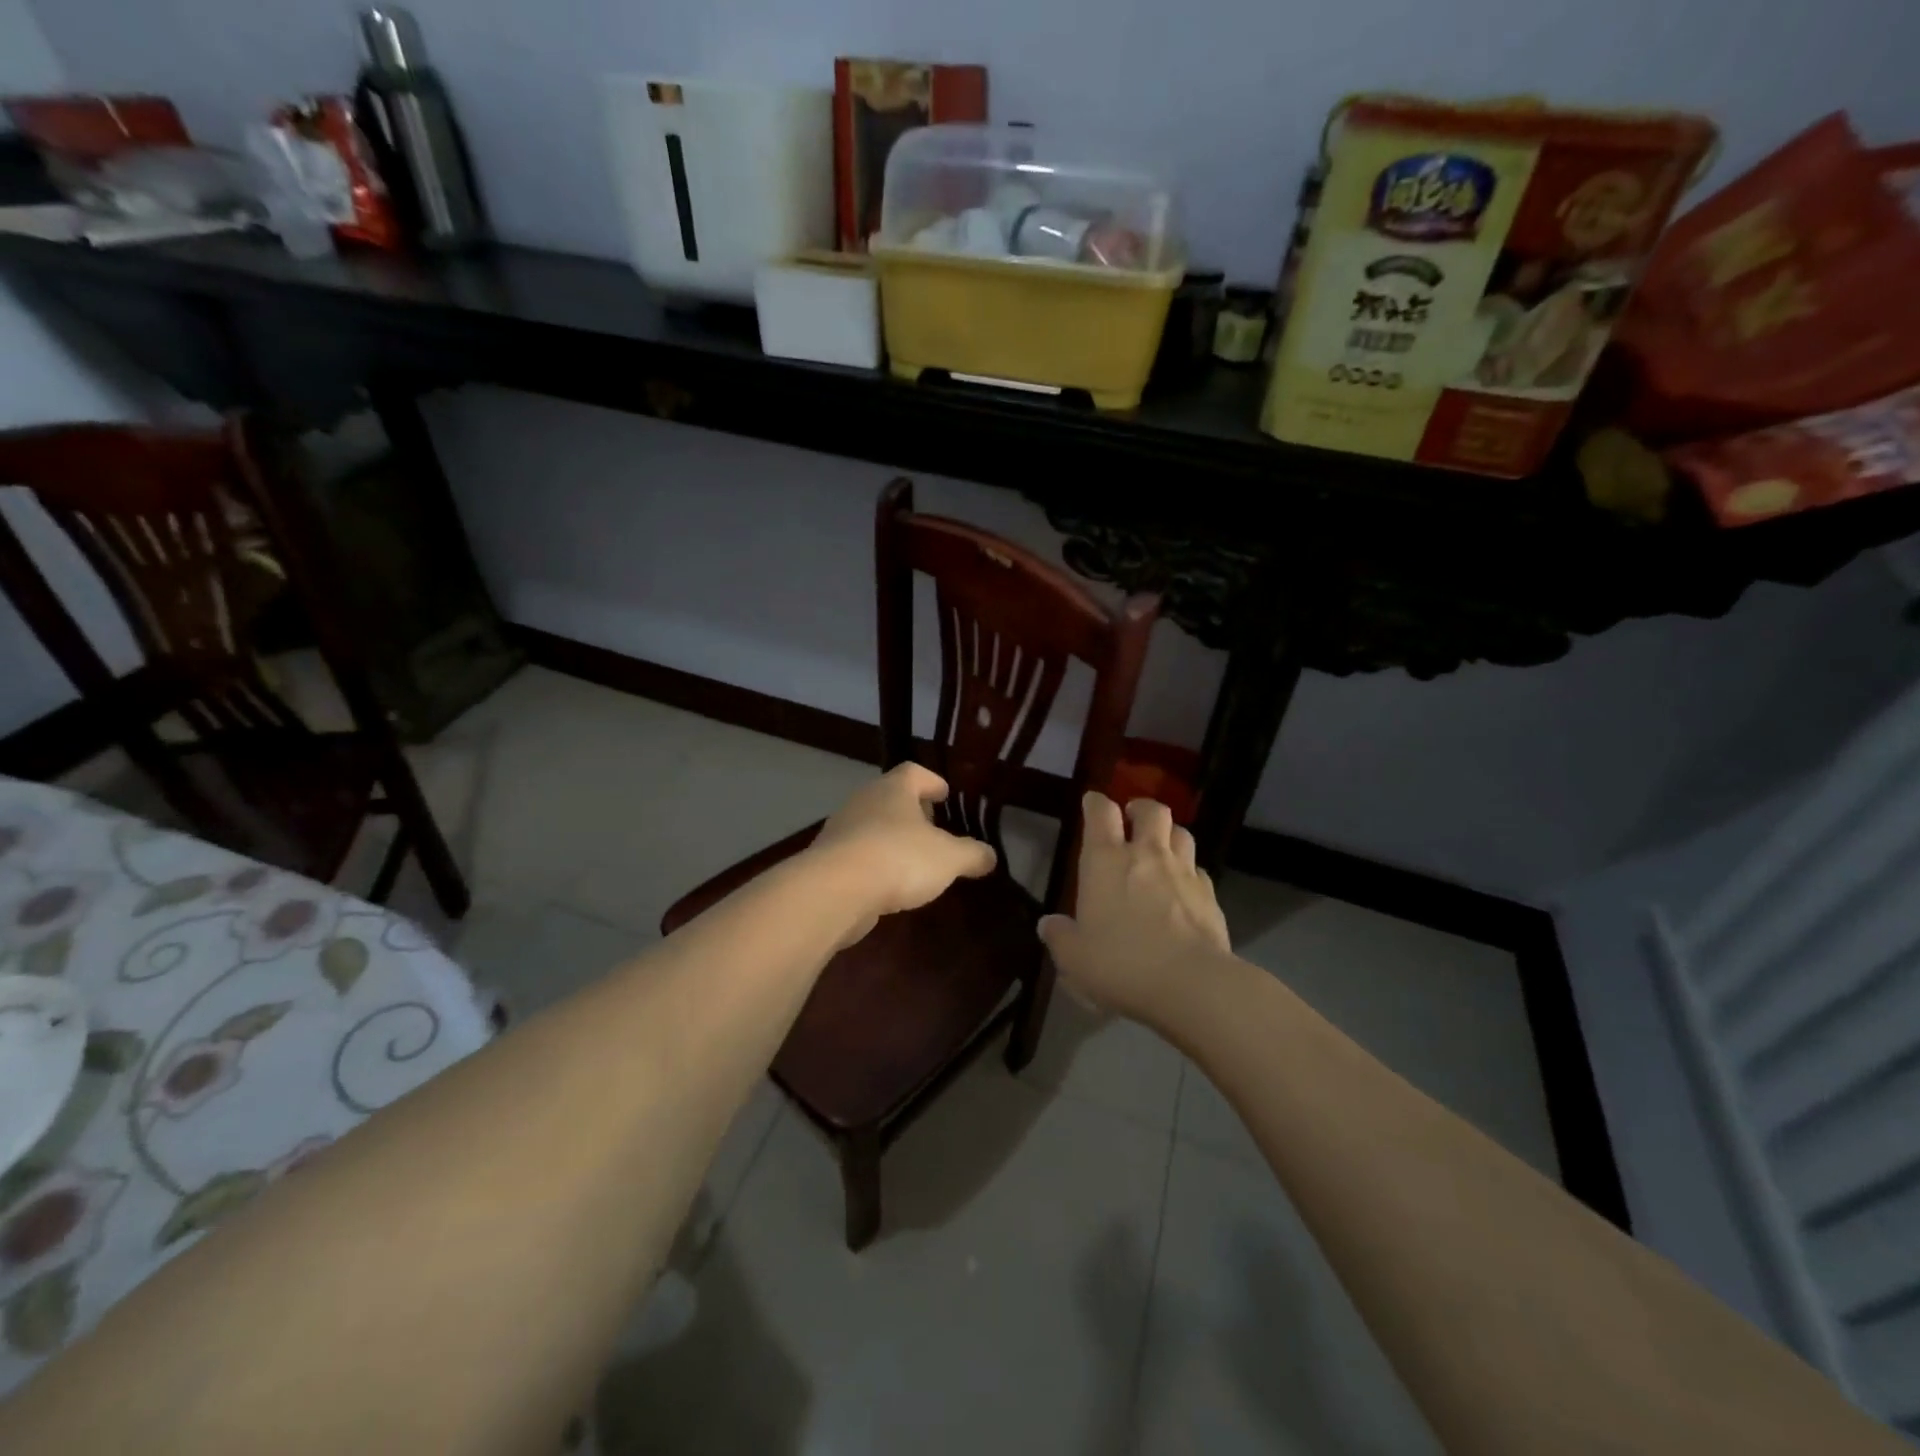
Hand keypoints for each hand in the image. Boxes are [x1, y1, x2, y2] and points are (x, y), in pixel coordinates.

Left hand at [807, 764, 997, 941]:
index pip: (913, 772)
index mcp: (893, 789)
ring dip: (891, 838)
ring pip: (872, 826)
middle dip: (912, 811)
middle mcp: (864, 801)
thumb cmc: (899, 858)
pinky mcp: (827, 860)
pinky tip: (888, 883)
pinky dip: (874, 863)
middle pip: (890, 797)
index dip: (931, 781)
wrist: (836, 890)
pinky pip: (857, 854)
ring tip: (913, 860)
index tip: (944, 794)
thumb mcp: (949, 858)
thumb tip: (990, 855)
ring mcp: (841, 830)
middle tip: (932, 828)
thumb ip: (972, 854)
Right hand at [1038, 793, 1232, 1029]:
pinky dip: (1189, 873)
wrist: (1191, 983)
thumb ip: (1059, 936)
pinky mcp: (1210, 895)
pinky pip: (1199, 870)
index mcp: (1105, 861)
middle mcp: (1146, 855)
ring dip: (1169, 836)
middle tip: (1132, 821)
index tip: (1092, 804)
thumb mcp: (1074, 957)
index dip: (1095, 803)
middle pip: (1151, 810)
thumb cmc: (1121, 963)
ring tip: (1160, 850)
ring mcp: (1183, 872)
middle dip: (1140, 810)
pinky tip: (1183, 891)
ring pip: (1181, 833)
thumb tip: (1048, 924)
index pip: (1101, 812)